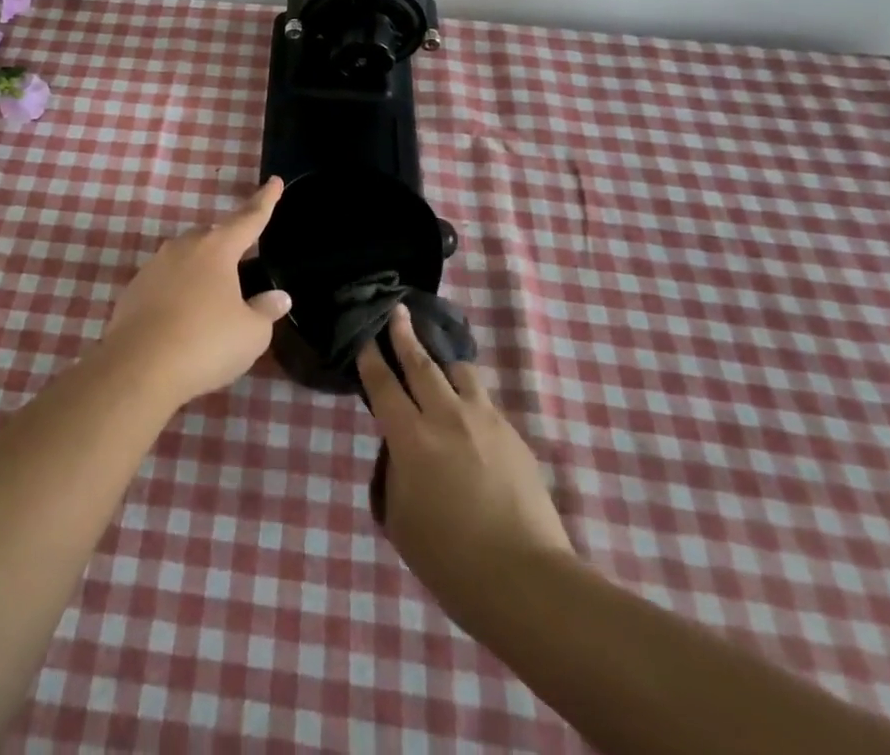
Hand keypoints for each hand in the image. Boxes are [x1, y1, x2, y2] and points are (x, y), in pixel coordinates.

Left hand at [102, 178, 291, 407]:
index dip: (265, 201)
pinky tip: (182, 318)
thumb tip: (277, 296)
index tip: (274, 181)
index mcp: (217, 249)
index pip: (249, 219)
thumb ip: (265, 311)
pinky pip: (165, 281)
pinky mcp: (133, 289)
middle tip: (240, 267)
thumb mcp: (251, 334)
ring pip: (185, 258)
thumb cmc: (205, 343)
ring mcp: (154, 266)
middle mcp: (184, 247)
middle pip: (212, 237)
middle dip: (228, 246)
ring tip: (211, 300)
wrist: (138, 367)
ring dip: (200, 272)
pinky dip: (177, 292)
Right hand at [357, 305, 573, 614]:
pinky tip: (469, 415)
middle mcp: (446, 416)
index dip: (370, 357)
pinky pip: (485, 402)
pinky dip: (470, 397)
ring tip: (438, 362)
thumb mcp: (400, 520)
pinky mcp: (513, 435)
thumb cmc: (450, 561)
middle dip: (404, 333)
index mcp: (411, 438)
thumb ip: (394, 475)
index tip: (364, 334)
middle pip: (421, 363)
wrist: (525, 580)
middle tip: (397, 309)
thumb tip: (400, 451)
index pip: (382, 385)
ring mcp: (484, 421)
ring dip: (443, 362)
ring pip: (460, 372)